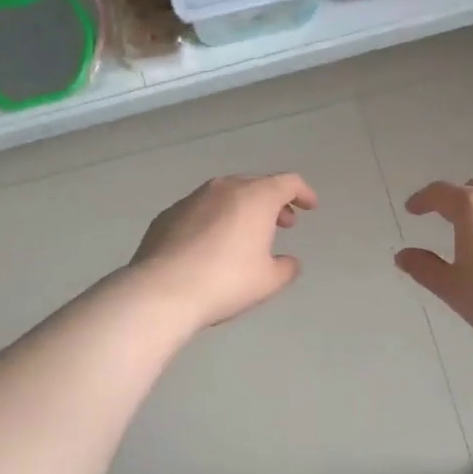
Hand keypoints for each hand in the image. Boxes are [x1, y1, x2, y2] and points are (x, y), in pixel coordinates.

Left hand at [129, 173, 318, 329]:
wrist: (162, 290)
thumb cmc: (226, 281)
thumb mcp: (268, 281)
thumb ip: (285, 267)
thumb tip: (287, 262)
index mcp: (255, 197)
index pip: (288, 183)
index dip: (303, 193)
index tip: (310, 206)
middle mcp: (224, 188)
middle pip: (256, 185)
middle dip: (273, 201)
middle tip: (283, 223)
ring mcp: (191, 199)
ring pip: (225, 195)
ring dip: (242, 209)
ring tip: (247, 234)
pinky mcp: (167, 215)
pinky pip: (200, 210)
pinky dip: (214, 220)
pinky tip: (211, 245)